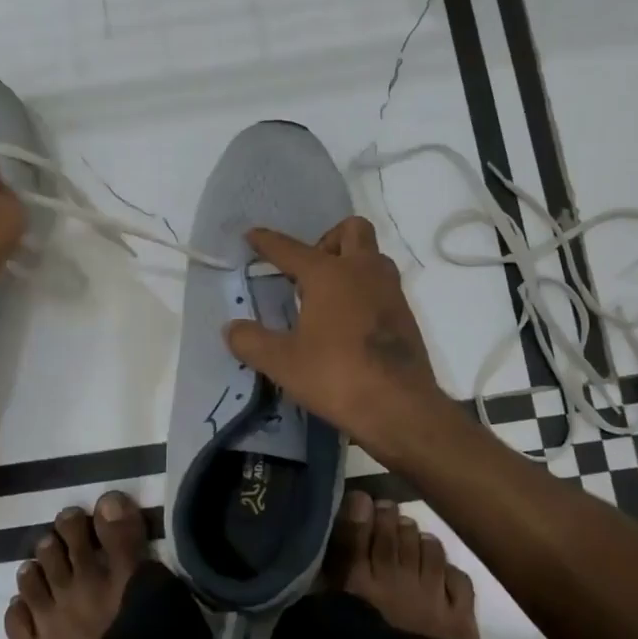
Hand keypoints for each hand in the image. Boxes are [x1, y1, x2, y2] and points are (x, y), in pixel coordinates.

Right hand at [224, 217, 444, 447]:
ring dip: (350, 263)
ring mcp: (390, 291)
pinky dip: (364, 290)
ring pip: (372, 256)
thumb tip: (231, 329)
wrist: (400, 408)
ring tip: (325, 296)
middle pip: (351, 230)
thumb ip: (252, 342)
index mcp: (329, 274)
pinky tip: (347, 322)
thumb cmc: (337, 376)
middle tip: (307, 271)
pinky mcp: (406, 315)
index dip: (268, 242)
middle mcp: (363, 271)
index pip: (291, 249)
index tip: (252, 235)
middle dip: (326, 240)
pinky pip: (382, 285)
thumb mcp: (283, 363)